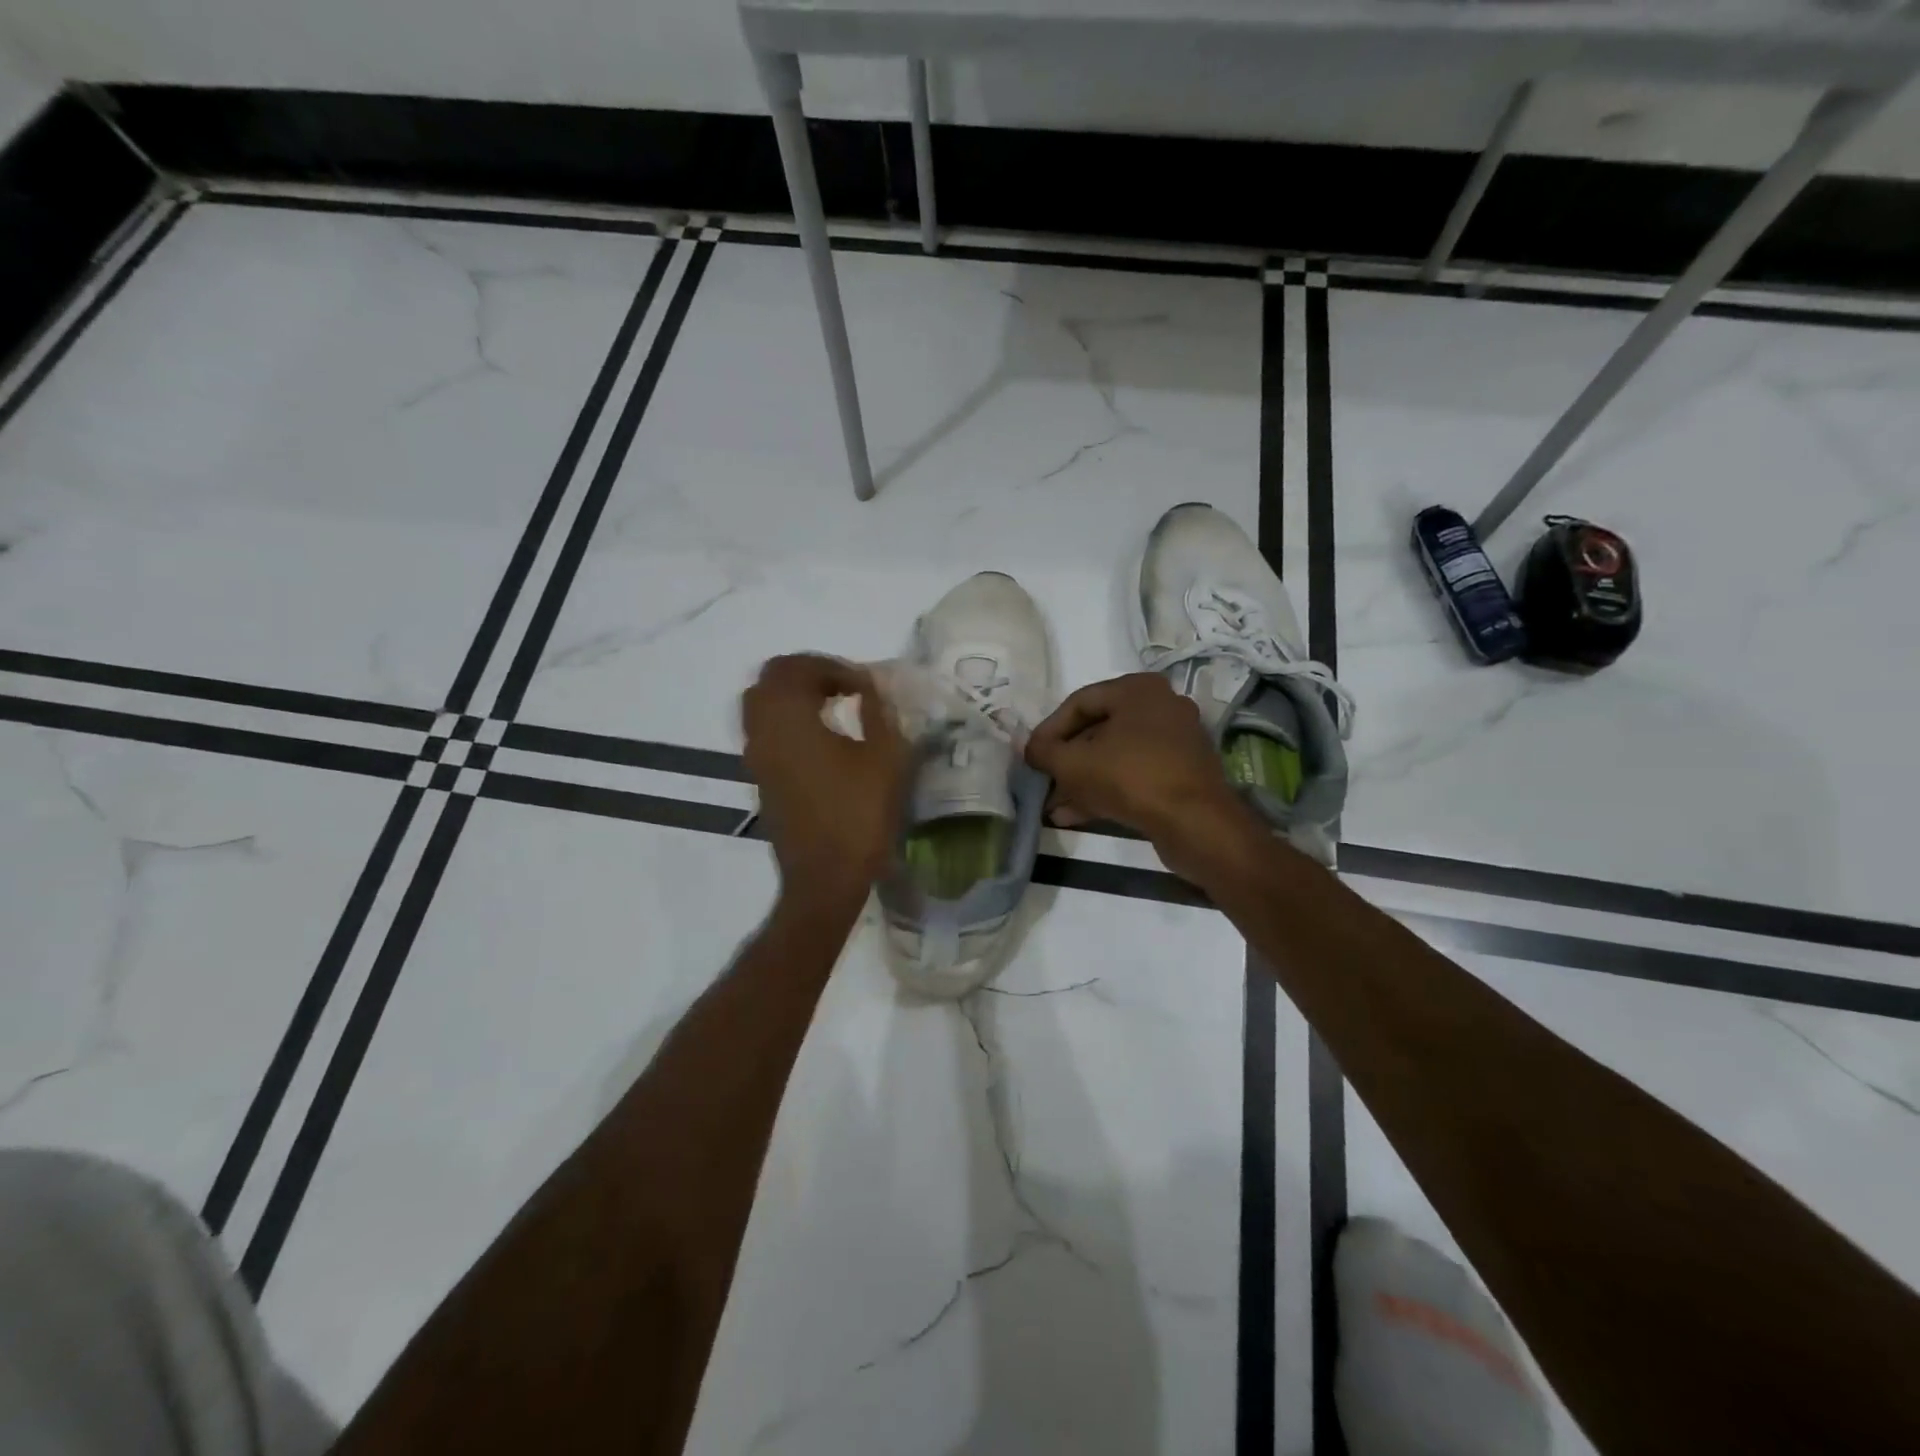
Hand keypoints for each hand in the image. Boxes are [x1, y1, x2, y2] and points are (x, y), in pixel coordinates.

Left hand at [742, 655, 912, 905]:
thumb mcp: (885, 757)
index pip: (796, 667)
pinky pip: (765, 730)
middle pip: (771, 679)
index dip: (832, 666)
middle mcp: (763, 730)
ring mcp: (757, 756)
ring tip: (834, 709)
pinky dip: (788, 720)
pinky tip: (822, 739)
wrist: (824, 878)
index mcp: (790, 718)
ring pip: (762, 704)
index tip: (864, 684)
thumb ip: (877, 711)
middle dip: (809, 674)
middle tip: (846, 687)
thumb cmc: (859, 815)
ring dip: (795, 696)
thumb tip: (869, 685)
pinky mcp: (760, 777)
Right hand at [1024, 673, 1253, 868]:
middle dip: (1066, 761)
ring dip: (1081, 780)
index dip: (1048, 731)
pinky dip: (1105, 790)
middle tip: (1042, 782)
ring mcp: (1175, 741)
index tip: (1031, 757)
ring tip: (1053, 806)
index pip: (1079, 702)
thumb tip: (1028, 748)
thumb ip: (1044, 752)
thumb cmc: (1130, 778)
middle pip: (1098, 730)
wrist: (1196, 824)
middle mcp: (1161, 707)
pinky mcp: (1182, 773)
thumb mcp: (1074, 763)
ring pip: (1114, 756)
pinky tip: (1075, 816)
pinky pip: (1134, 774)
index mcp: (1138, 689)